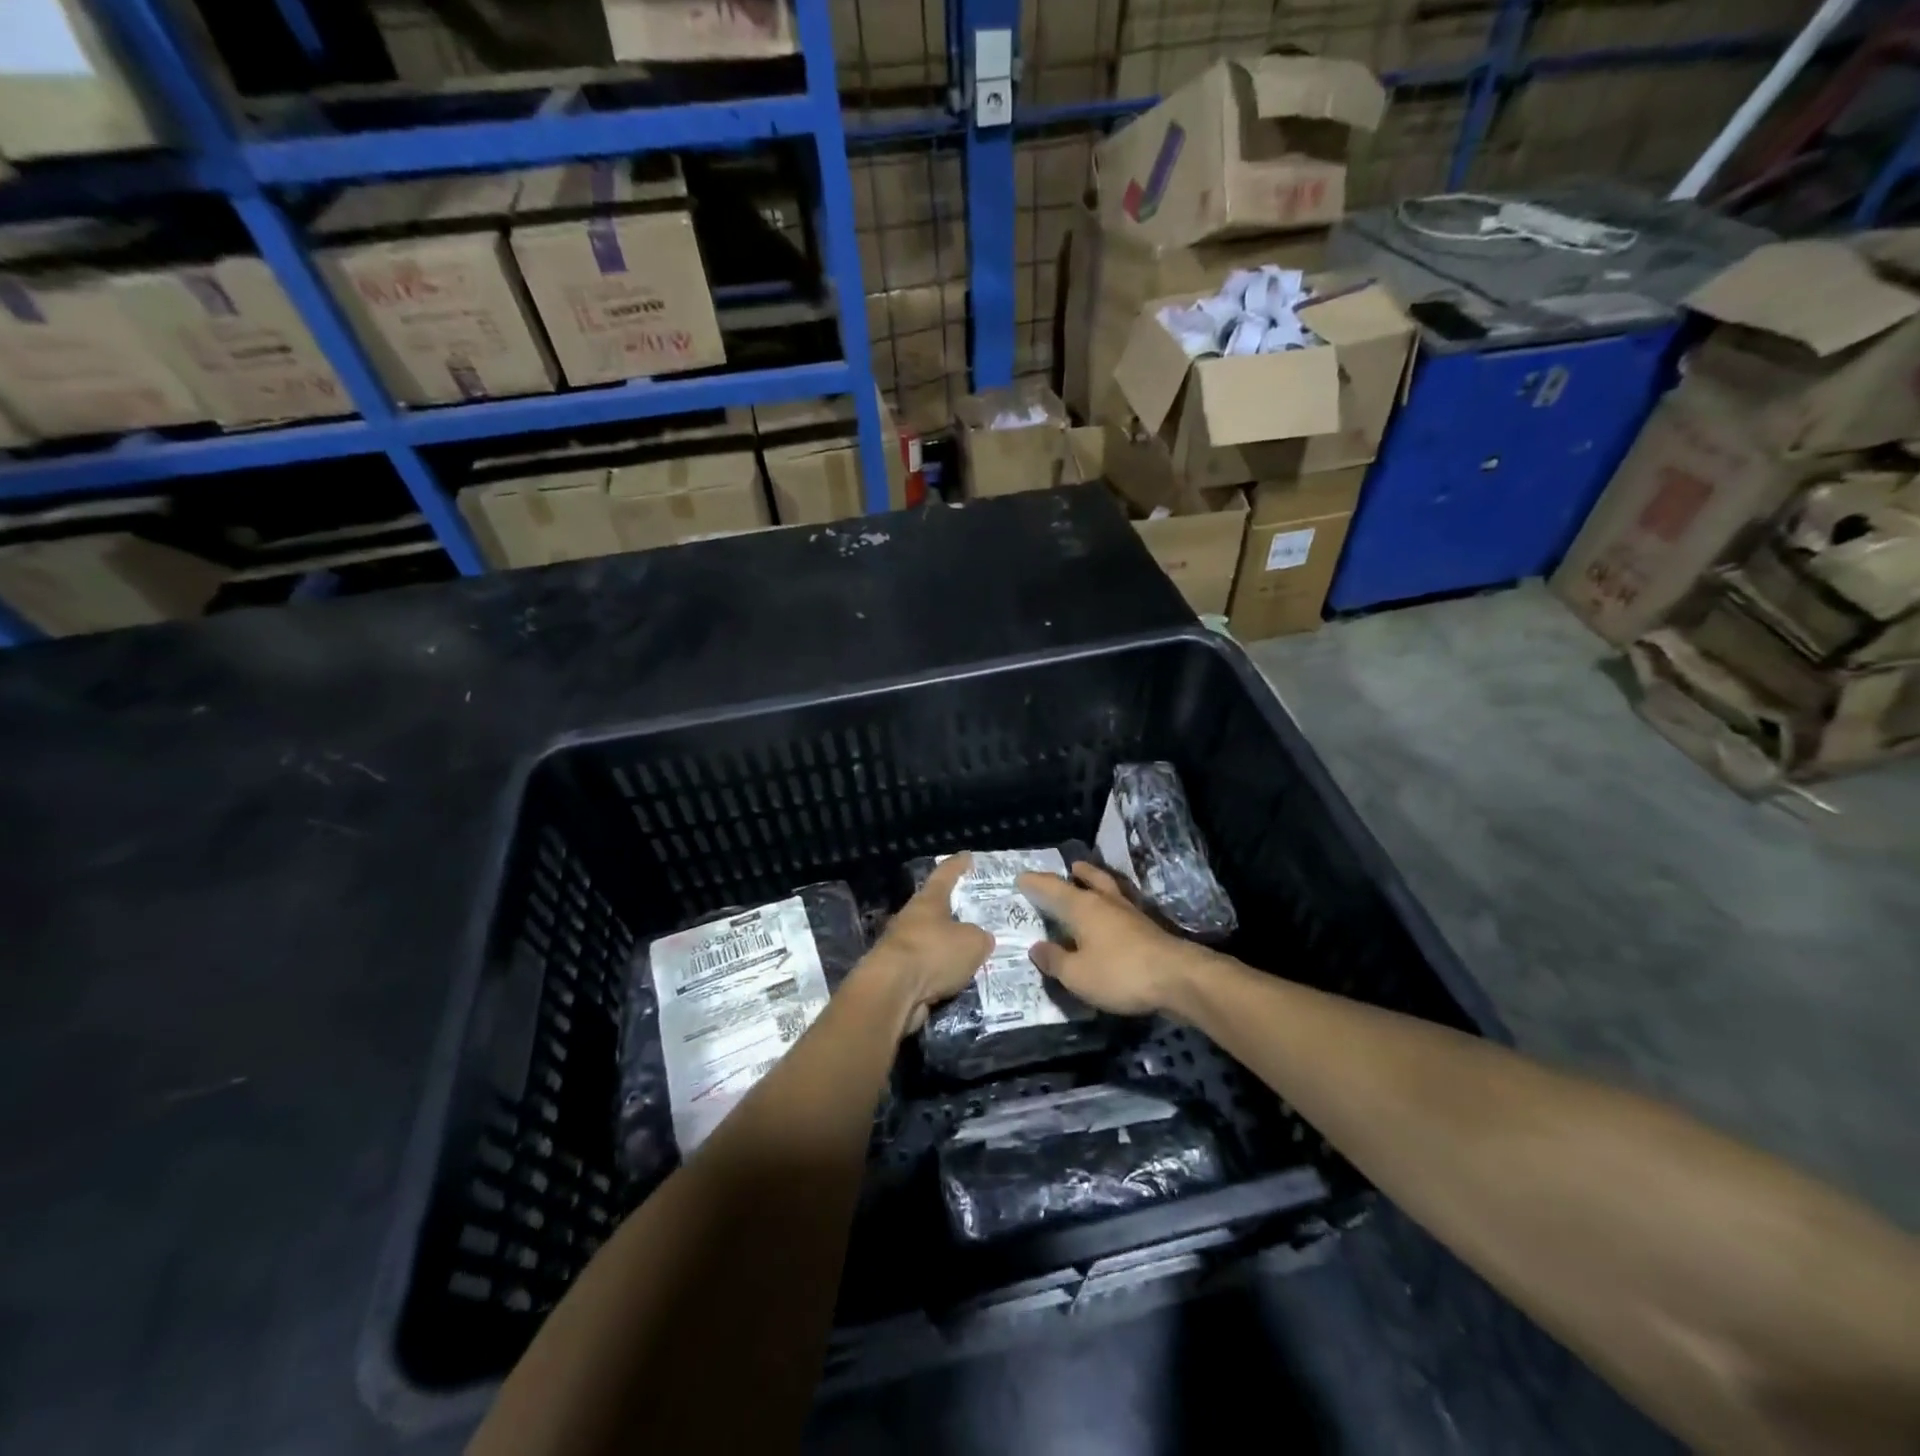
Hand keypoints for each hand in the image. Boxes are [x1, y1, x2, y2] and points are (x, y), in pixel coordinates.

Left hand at [865, 852, 993, 1034]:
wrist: (892, 993)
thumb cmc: (933, 953)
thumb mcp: (972, 943)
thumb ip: (980, 937)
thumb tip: (980, 939)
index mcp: (928, 901)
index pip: (945, 875)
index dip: (958, 865)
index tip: (967, 856)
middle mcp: (911, 919)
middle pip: (934, 909)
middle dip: (952, 911)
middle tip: (974, 914)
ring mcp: (900, 947)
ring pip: (929, 941)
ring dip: (946, 946)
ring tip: (970, 953)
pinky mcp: (896, 975)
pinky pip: (925, 968)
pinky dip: (939, 972)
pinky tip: (955, 979)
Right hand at [1016, 862, 1204, 1016]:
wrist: (1178, 978)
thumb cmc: (1120, 973)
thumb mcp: (1077, 975)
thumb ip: (1055, 960)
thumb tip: (1036, 947)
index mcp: (1083, 907)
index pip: (1053, 888)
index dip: (1036, 883)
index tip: (1021, 877)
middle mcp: (1106, 902)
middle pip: (1090, 879)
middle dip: (1077, 873)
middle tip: (1070, 867)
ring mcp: (1131, 914)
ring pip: (1110, 890)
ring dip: (1098, 884)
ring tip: (1090, 884)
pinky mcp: (1149, 929)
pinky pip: (1122, 908)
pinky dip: (1112, 907)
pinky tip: (1112, 919)